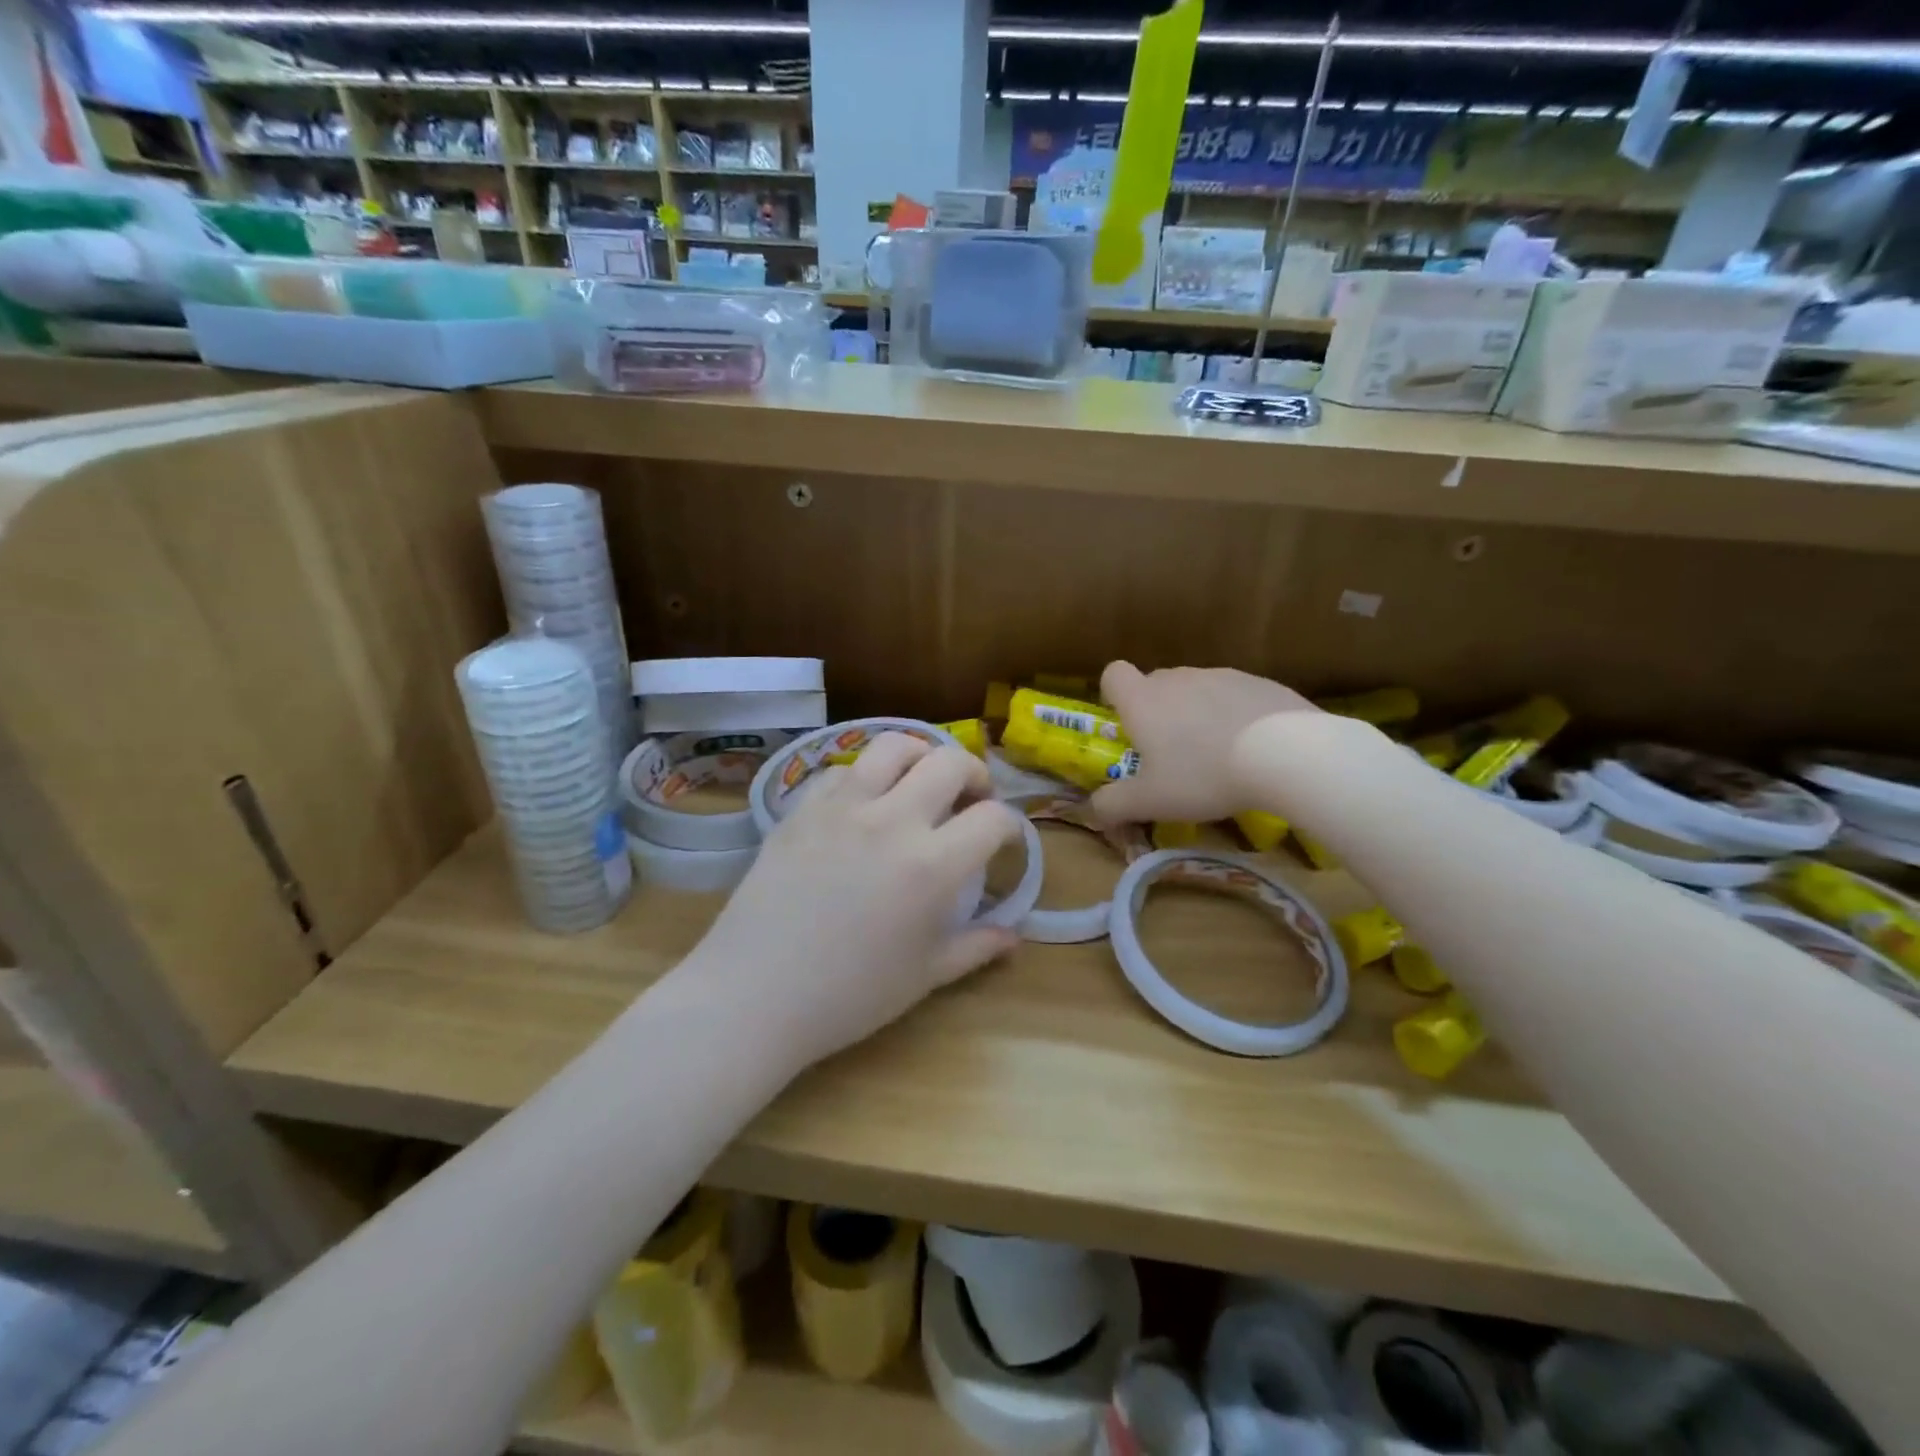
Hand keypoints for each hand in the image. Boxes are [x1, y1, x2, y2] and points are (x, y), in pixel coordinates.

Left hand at [679, 734, 1022, 1072]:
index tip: (1004, 841)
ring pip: (894, 746)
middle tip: (971, 799)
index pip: (992, 818)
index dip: (1010, 826)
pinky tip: (864, 803)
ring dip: (920, 756)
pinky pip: (843, 770)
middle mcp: (892, 820)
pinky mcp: (802, 808)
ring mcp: (842, 807)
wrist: (754, 994)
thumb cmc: (848, 995)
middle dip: (975, 774)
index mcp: (932, 864)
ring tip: (921, 781)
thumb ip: (976, 947)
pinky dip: (866, 777)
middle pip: (950, 762)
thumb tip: (1015, 936)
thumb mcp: (924, 976)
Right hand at [1091, 661, 1314, 823]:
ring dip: (1196, 715)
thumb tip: (1093, 809)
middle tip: (1171, 755)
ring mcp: (1221, 676)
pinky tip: (1253, 749)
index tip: (1125, 723)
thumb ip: (1112, 805)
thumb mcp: (1149, 802)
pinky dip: (1234, 716)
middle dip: (1157, 713)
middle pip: (1156, 684)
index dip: (1113, 695)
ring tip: (1217, 756)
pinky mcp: (1260, 683)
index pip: (1114, 674)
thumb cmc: (1202, 775)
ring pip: (1196, 690)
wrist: (1287, 754)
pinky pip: (1234, 696)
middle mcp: (1178, 678)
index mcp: (1143, 699)